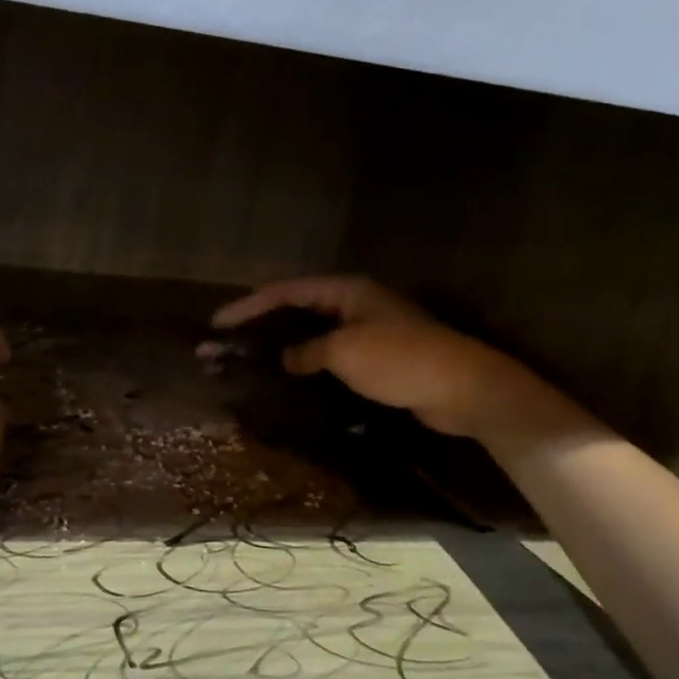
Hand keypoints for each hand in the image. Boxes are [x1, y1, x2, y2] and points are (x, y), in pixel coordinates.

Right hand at [212, 276, 546, 439]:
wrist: (461, 388)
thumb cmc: (401, 359)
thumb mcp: (345, 352)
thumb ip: (308, 352)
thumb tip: (286, 359)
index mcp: (346, 291)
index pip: (286, 291)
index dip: (249, 305)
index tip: (217, 323)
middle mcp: (354, 304)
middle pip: (297, 309)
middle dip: (261, 326)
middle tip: (226, 343)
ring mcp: (366, 331)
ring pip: (313, 335)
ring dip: (282, 347)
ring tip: (249, 361)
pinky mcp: (377, 359)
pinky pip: (331, 357)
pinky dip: (307, 365)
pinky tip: (289, 380)